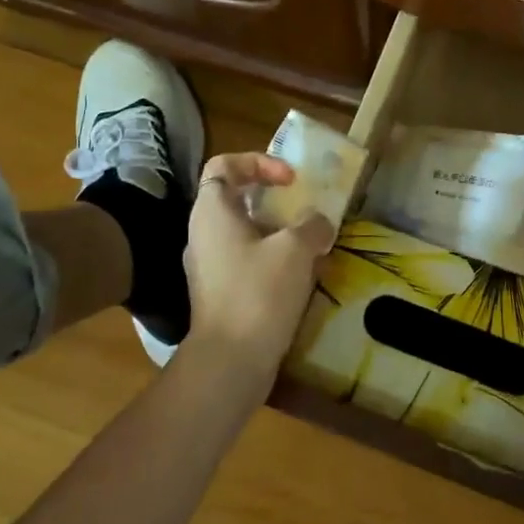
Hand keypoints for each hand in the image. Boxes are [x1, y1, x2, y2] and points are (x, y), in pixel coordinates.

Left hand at [184, 152, 333, 378]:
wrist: (229, 361)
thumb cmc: (258, 292)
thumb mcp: (295, 250)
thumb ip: (312, 225)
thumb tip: (319, 223)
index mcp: (213, 211)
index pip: (225, 165)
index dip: (259, 162)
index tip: (290, 181)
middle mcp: (204, 233)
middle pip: (238, 200)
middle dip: (277, 202)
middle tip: (306, 212)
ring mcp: (210, 266)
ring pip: (246, 234)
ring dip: (280, 235)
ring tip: (313, 247)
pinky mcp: (220, 293)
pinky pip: (248, 263)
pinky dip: (274, 262)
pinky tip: (302, 278)